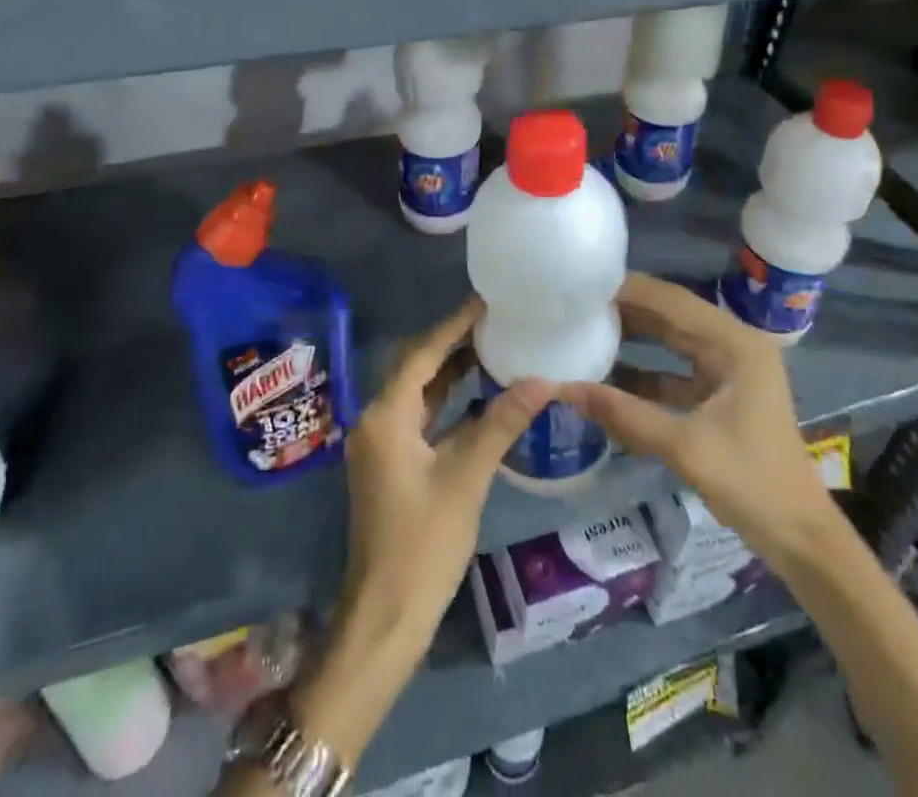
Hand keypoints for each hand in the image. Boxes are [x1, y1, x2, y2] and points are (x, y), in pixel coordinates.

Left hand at [292, 298, 552, 761]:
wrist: (386, 616)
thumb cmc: (424, 543)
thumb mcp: (466, 478)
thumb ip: (500, 424)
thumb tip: (541, 380)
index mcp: (386, 416)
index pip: (421, 354)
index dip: (453, 325)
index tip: (485, 301)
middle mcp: (377, 420)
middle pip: (417, 368)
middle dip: (453, 344)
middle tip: (495, 321)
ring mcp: (382, 444)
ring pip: (419, 394)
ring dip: (451, 373)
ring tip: (493, 347)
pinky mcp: (392, 464)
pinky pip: (421, 418)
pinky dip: (447, 403)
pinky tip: (479, 396)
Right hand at [561, 272, 833, 549]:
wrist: (800, 538)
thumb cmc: (752, 483)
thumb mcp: (684, 447)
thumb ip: (624, 414)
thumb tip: (563, 388)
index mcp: (735, 343)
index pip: (672, 301)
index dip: (628, 291)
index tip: (583, 286)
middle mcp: (733, 345)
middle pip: (671, 314)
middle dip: (626, 309)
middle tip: (576, 304)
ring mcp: (728, 369)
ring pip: (671, 340)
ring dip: (633, 336)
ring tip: (584, 328)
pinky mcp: (721, 392)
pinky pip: (674, 369)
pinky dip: (645, 370)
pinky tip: (608, 374)